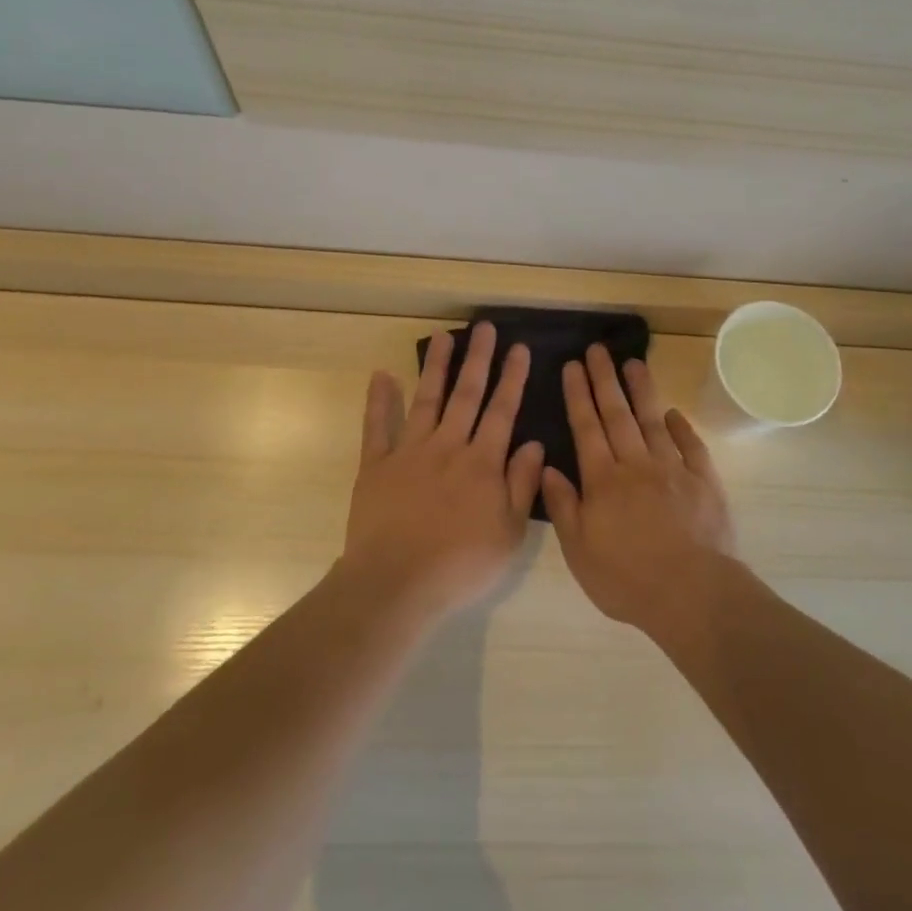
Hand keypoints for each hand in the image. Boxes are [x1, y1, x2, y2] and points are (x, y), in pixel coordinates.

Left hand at [341, 322, 543, 622]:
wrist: (396, 583)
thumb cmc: (460, 565)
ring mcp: (409, 452)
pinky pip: (376, 426)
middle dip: (479, 359)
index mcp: (482, 463)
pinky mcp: (376, 465)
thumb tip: (535, 443)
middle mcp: (447, 446)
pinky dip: (379, 400)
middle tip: (485, 327)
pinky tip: (382, 375)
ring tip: (444, 336)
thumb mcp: (509, 533)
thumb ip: (522, 484)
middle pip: (466, 395)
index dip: (513, 378)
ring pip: (426, 400)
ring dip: (437, 367)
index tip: (520, 348)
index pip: (502, 411)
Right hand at [541, 346, 736, 637]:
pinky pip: (691, 446)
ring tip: (633, 363)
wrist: (691, 593)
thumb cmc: (627, 578)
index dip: (578, 395)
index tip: (573, 366)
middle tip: (598, 350)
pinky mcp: (704, 481)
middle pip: (617, 414)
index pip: (586, 428)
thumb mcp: (579, 551)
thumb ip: (563, 506)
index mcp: (603, 480)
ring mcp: (672, 469)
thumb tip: (548, 467)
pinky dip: (682, 427)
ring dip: (642, 391)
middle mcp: (636, 464)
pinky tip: (674, 412)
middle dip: (605, 380)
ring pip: (653, 421)